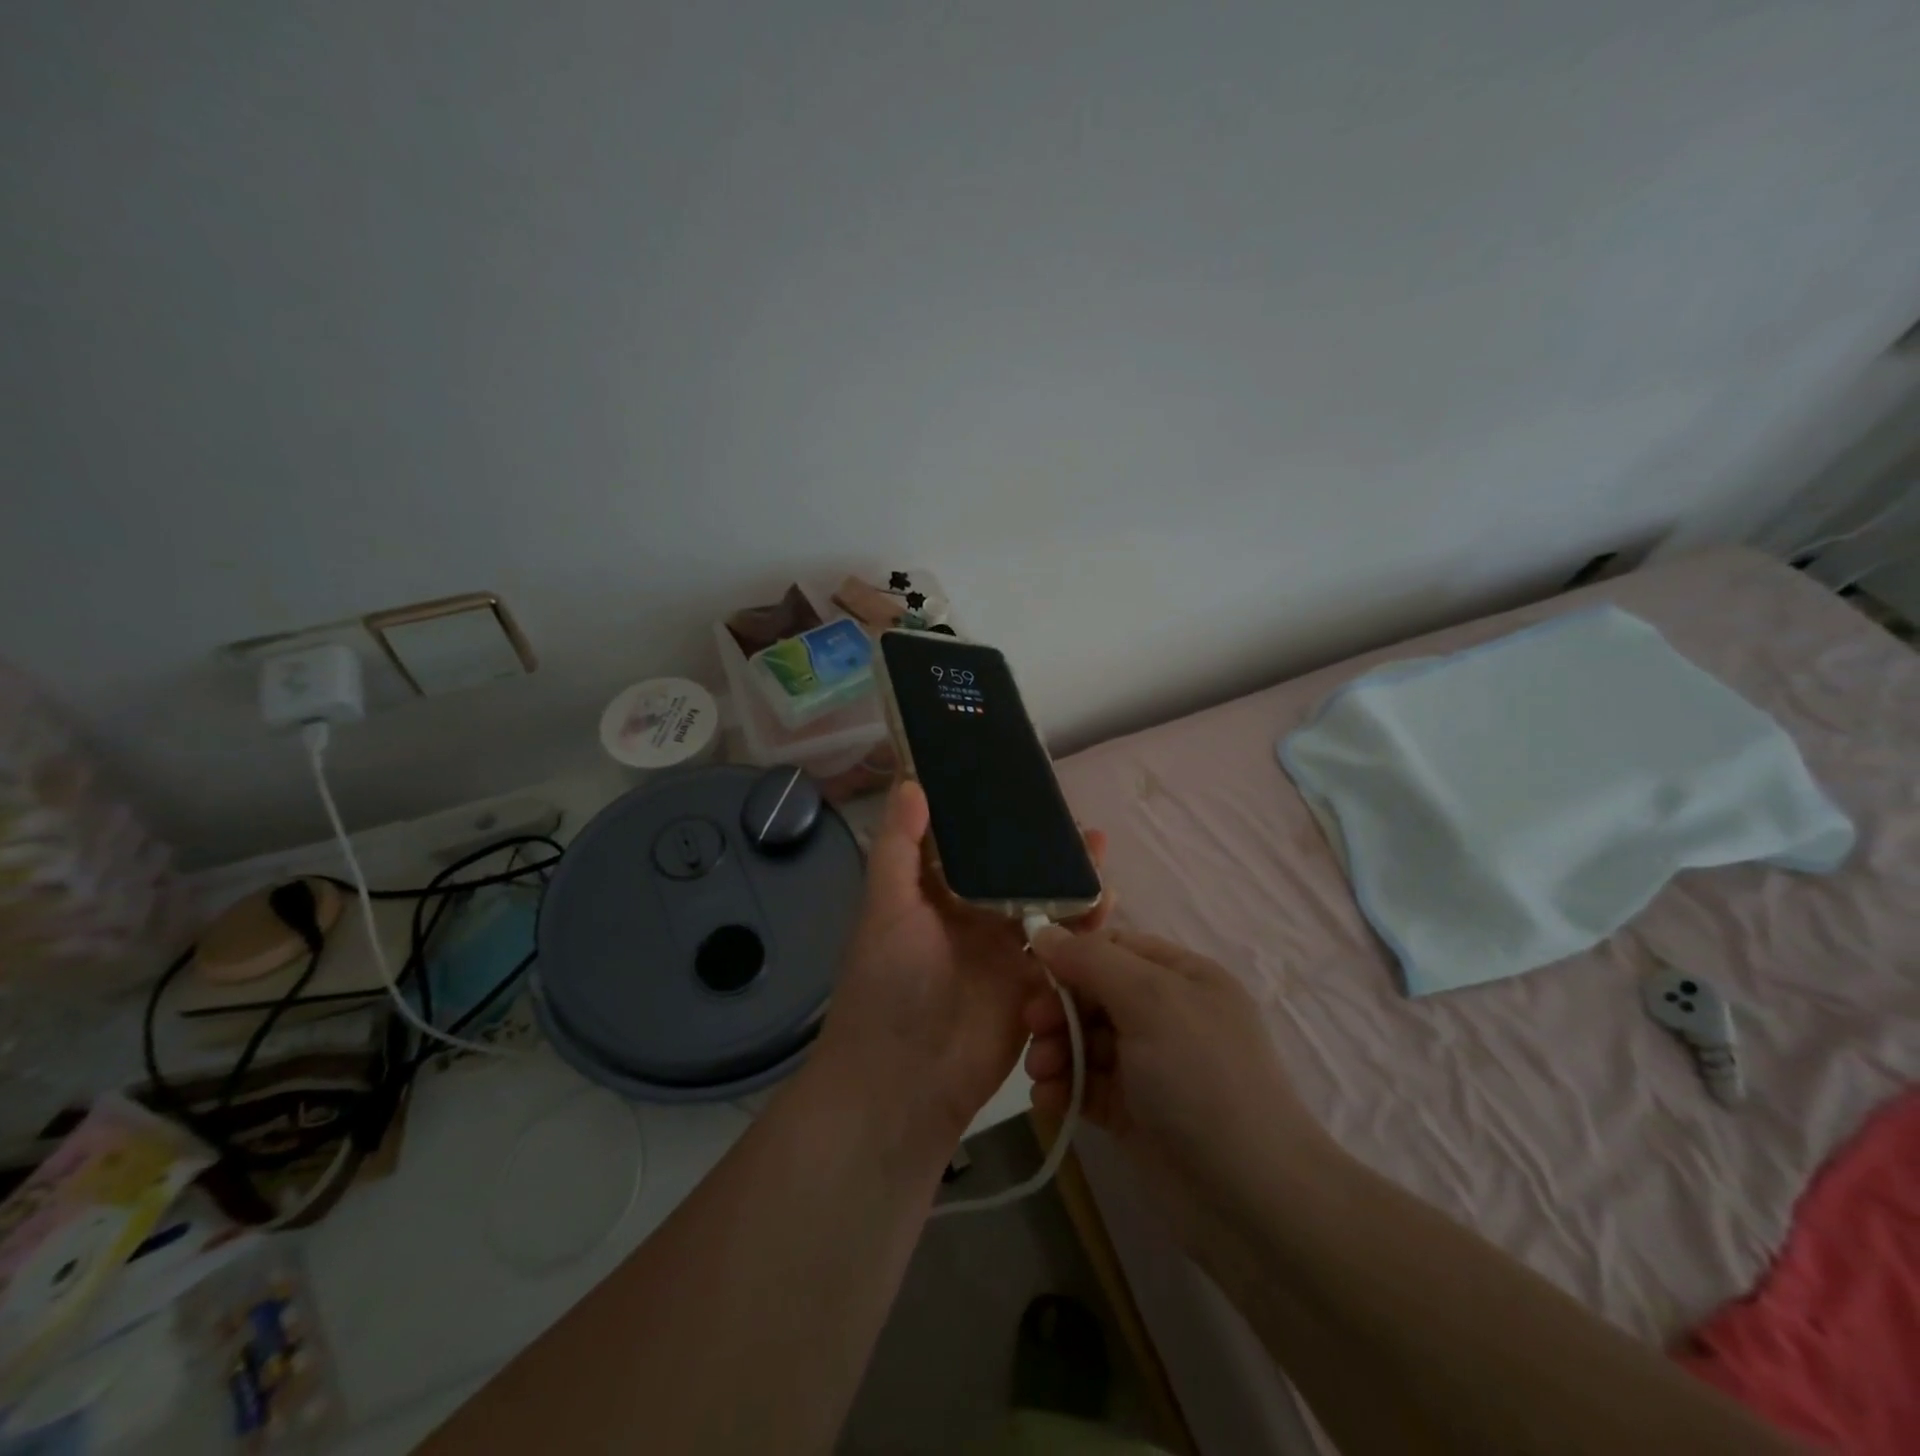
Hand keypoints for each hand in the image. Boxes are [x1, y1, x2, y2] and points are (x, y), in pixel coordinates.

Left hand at [813, 781, 1108, 1151]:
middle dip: (1046, 850)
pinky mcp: (1032, 986)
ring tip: (1098, 850)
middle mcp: (973, 918)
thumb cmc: (887, 984)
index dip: (997, 819)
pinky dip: (1084, 927)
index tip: (1025, 789)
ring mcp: (1005, 953)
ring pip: (1045, 906)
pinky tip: (1106, 903)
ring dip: (1071, 880)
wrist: (905, 1080)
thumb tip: (910, 783)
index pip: (972, 846)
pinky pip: (1063, 951)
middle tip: (1079, 824)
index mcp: (936, 896)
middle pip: (1017, 874)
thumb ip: (900, 848)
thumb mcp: (885, 908)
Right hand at [1023, 929, 1334, 1235]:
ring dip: (1055, 1050)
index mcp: (1182, 977)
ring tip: (1040, 1073)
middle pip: (1094, 993)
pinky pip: (1087, 1085)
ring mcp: (1149, 1065)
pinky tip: (1047, 1100)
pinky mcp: (1132, 1111)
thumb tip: (1043, 930)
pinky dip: (1063, 1088)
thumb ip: (1093, 962)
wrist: (1251, 1198)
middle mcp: (1166, 1014)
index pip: (1114, 948)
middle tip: (1032, 1028)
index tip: (1034, 972)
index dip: (1072, 955)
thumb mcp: (1151, 1001)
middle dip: (1059, 1008)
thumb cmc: (1202, 1078)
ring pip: (1085, 1040)